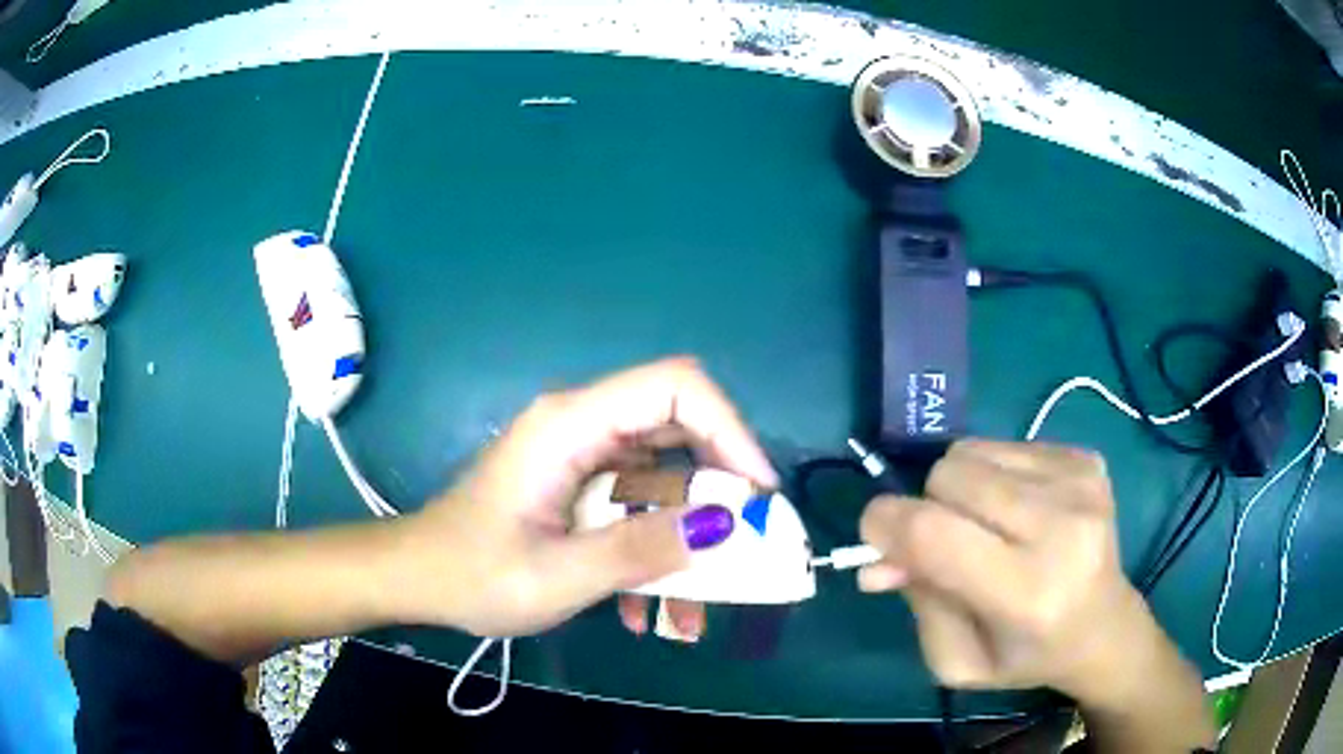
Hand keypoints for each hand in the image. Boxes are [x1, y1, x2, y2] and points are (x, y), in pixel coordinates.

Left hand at [394, 358, 776, 638]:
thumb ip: (640, 549)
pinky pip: (639, 508)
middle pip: (681, 433)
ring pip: (665, 481)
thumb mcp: (558, 575)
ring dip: (687, 542)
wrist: (418, 579)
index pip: (676, 387)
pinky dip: (654, 554)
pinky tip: (646, 612)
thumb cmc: (472, 573)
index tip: (758, 495)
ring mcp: (583, 458)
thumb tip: (724, 527)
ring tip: (693, 612)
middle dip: (718, 495)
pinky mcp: (581, 487)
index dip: (731, 430)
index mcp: (571, 425)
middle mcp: (583, 427)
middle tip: (744, 551)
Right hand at [857, 440, 1157, 699]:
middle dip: (927, 506)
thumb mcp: (956, 660)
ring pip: (972, 450)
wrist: (1104, 624)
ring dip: (961, 489)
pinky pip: (1005, 444)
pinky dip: (995, 475)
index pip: (935, 534)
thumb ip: (917, 604)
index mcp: (1027, 593)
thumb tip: (877, 558)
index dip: (886, 524)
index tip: (874, 534)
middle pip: (950, 476)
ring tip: (987, 526)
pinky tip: (1019, 510)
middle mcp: (1061, 527)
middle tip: (946, 542)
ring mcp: (1079, 483)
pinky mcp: (1087, 458)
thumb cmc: (1026, 654)